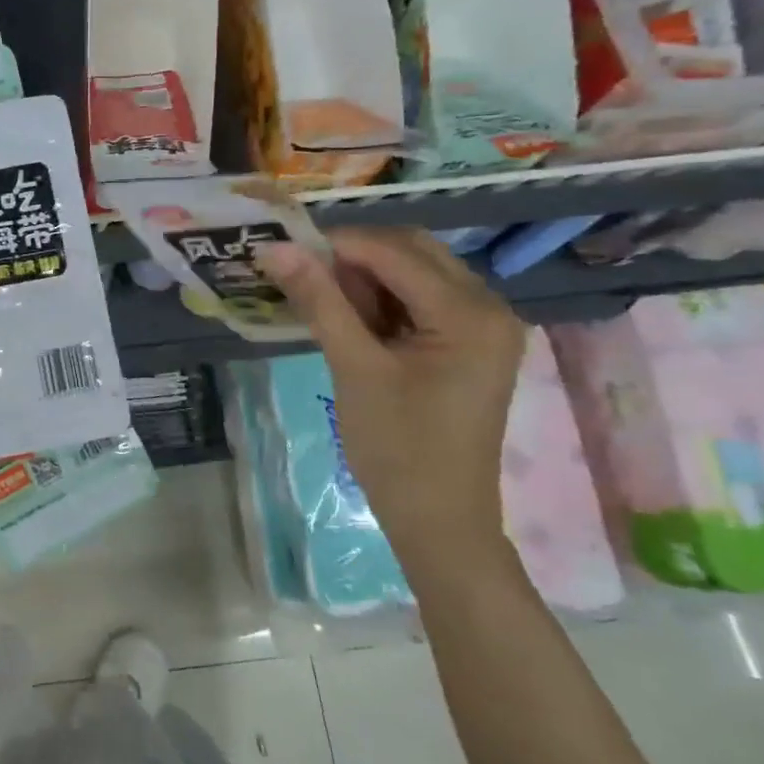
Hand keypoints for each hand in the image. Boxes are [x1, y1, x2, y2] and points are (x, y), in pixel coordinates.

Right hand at [256, 228, 524, 560]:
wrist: (438, 520)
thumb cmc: (397, 449)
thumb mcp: (354, 369)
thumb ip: (319, 302)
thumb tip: (274, 249)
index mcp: (470, 313)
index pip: (395, 252)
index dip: (337, 243)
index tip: (283, 249)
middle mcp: (489, 307)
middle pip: (412, 252)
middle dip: (353, 256)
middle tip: (300, 273)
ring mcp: (483, 325)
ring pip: (415, 273)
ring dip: (366, 277)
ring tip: (319, 298)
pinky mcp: (468, 344)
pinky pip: (421, 300)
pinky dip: (382, 300)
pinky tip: (349, 318)